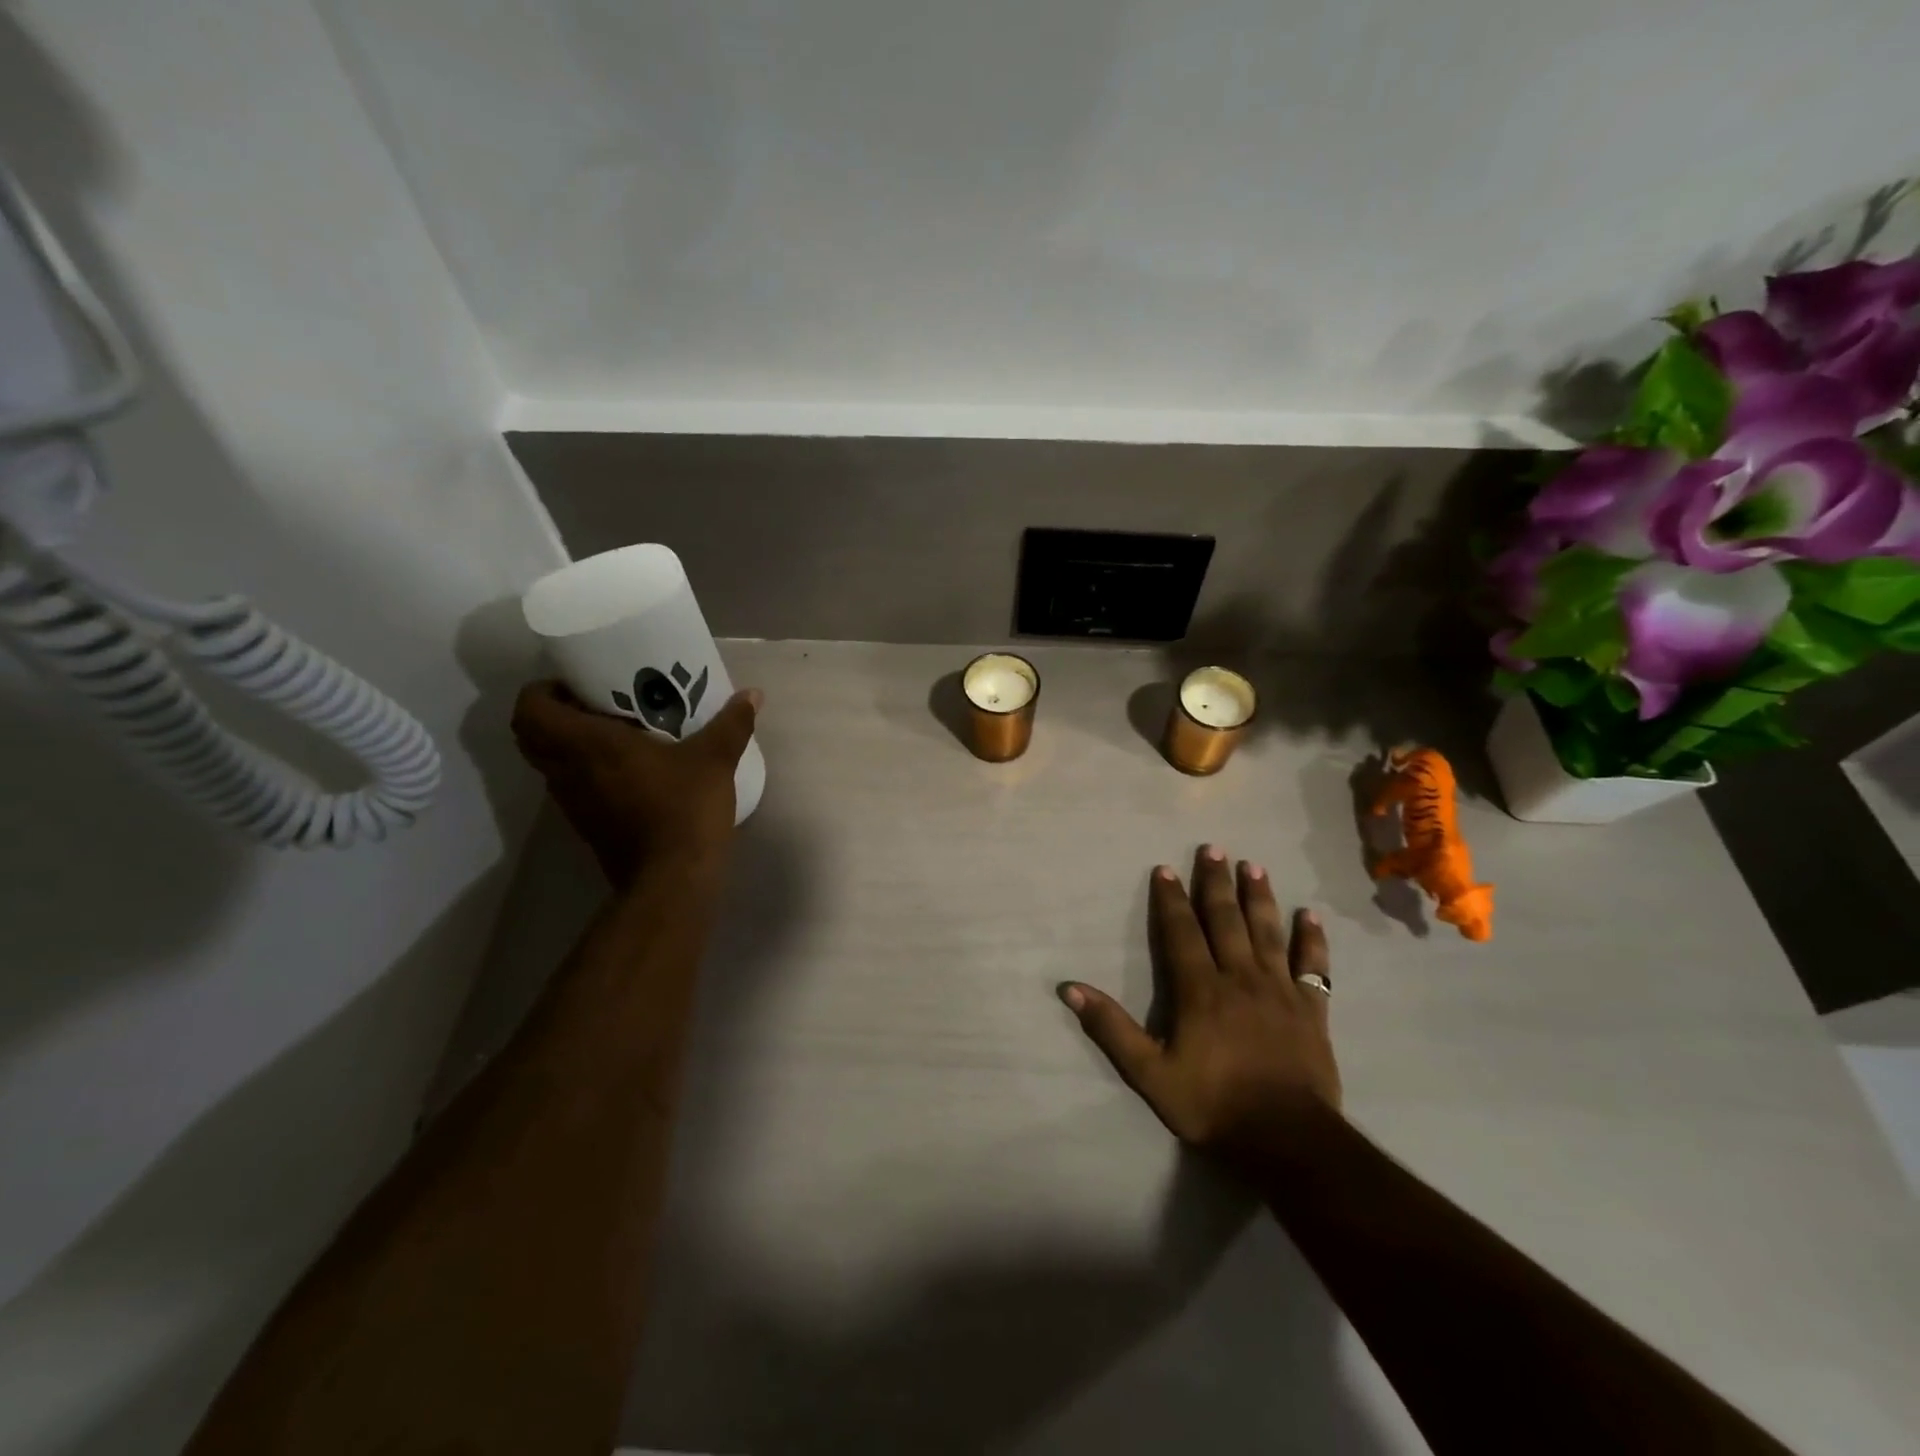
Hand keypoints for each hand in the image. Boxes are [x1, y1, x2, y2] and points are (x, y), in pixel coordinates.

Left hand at [511, 680, 760, 885]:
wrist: (673, 879)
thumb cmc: (684, 808)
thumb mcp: (714, 760)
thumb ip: (732, 723)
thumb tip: (753, 694)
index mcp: (587, 744)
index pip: (531, 709)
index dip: (543, 690)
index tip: (576, 684)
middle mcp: (568, 771)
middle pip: (531, 735)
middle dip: (553, 715)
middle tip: (594, 704)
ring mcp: (573, 802)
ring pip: (550, 763)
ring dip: (569, 745)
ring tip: (614, 732)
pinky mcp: (587, 825)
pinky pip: (571, 787)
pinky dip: (586, 772)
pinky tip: (629, 769)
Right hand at [1061, 845, 1340, 1166]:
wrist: (1288, 1140)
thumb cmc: (1214, 1105)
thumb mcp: (1150, 1073)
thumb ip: (1111, 1028)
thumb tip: (1070, 989)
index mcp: (1200, 989)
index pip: (1182, 932)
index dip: (1171, 899)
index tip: (1165, 869)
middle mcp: (1240, 978)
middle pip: (1226, 920)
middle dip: (1216, 883)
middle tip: (1214, 848)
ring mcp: (1280, 990)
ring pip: (1267, 932)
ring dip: (1259, 897)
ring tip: (1254, 866)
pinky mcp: (1311, 1009)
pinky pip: (1313, 967)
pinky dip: (1312, 940)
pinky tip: (1310, 916)